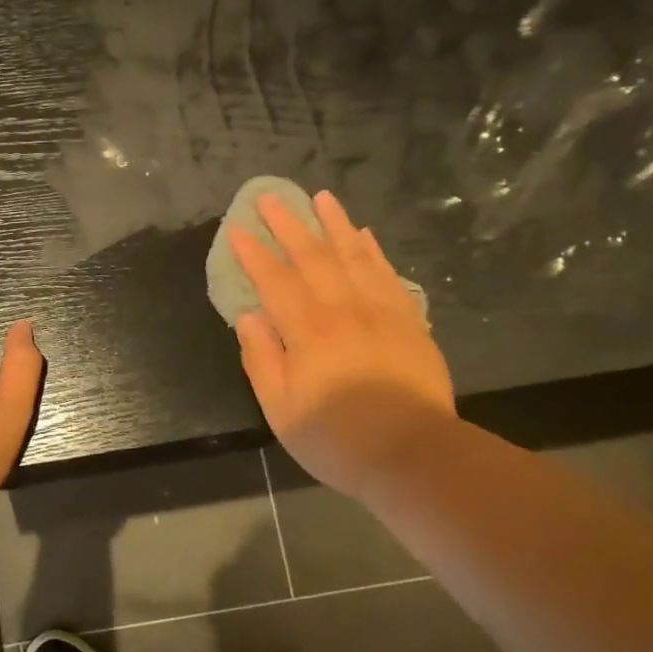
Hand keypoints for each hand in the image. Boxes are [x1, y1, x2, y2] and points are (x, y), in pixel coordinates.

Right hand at [229, 190, 454, 499]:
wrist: (415, 454)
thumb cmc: (338, 438)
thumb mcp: (282, 409)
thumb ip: (262, 359)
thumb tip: (248, 317)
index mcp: (308, 330)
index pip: (274, 280)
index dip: (253, 253)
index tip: (237, 228)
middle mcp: (343, 308)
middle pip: (312, 256)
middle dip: (288, 224)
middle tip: (270, 197)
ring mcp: (380, 310)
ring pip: (353, 254)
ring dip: (334, 223)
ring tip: (321, 197)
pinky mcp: (408, 320)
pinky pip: (387, 273)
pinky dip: (373, 250)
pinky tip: (364, 234)